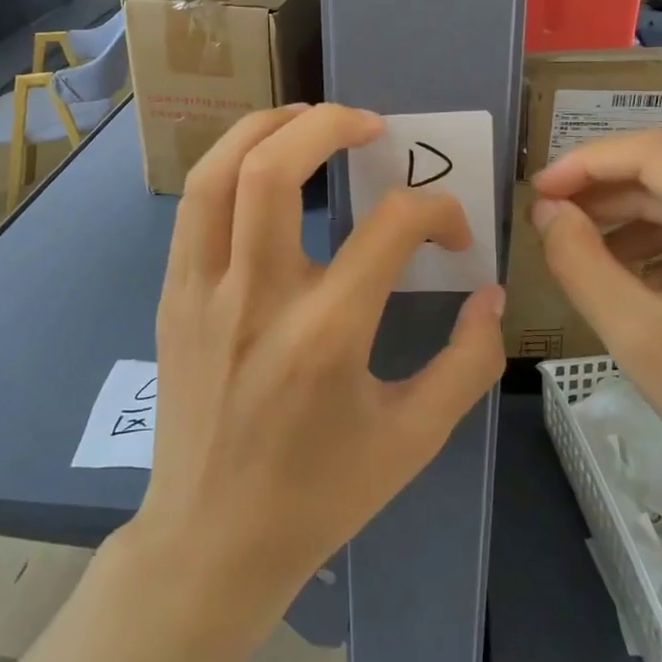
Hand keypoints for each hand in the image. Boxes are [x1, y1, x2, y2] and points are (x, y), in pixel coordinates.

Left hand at [133, 104, 505, 610]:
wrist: (211, 541)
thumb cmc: (319, 495)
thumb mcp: (414, 439)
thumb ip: (468, 362)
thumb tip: (488, 294)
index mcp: (326, 335)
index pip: (392, 226)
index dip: (437, 211)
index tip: (452, 231)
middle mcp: (257, 298)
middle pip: (273, 168)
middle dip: (327, 124)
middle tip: (368, 125)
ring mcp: (203, 293)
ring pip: (216, 173)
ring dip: (265, 128)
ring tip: (307, 120)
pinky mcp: (173, 297)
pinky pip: (195, 208)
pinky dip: (230, 167)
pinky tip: (262, 170)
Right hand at [531, 132, 661, 553]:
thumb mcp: (643, 341)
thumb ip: (580, 263)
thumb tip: (547, 210)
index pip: (656, 154)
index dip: (586, 164)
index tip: (536, 191)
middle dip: (609, 200)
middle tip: (551, 226)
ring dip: (639, 226)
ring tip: (587, 258)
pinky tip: (642, 283)